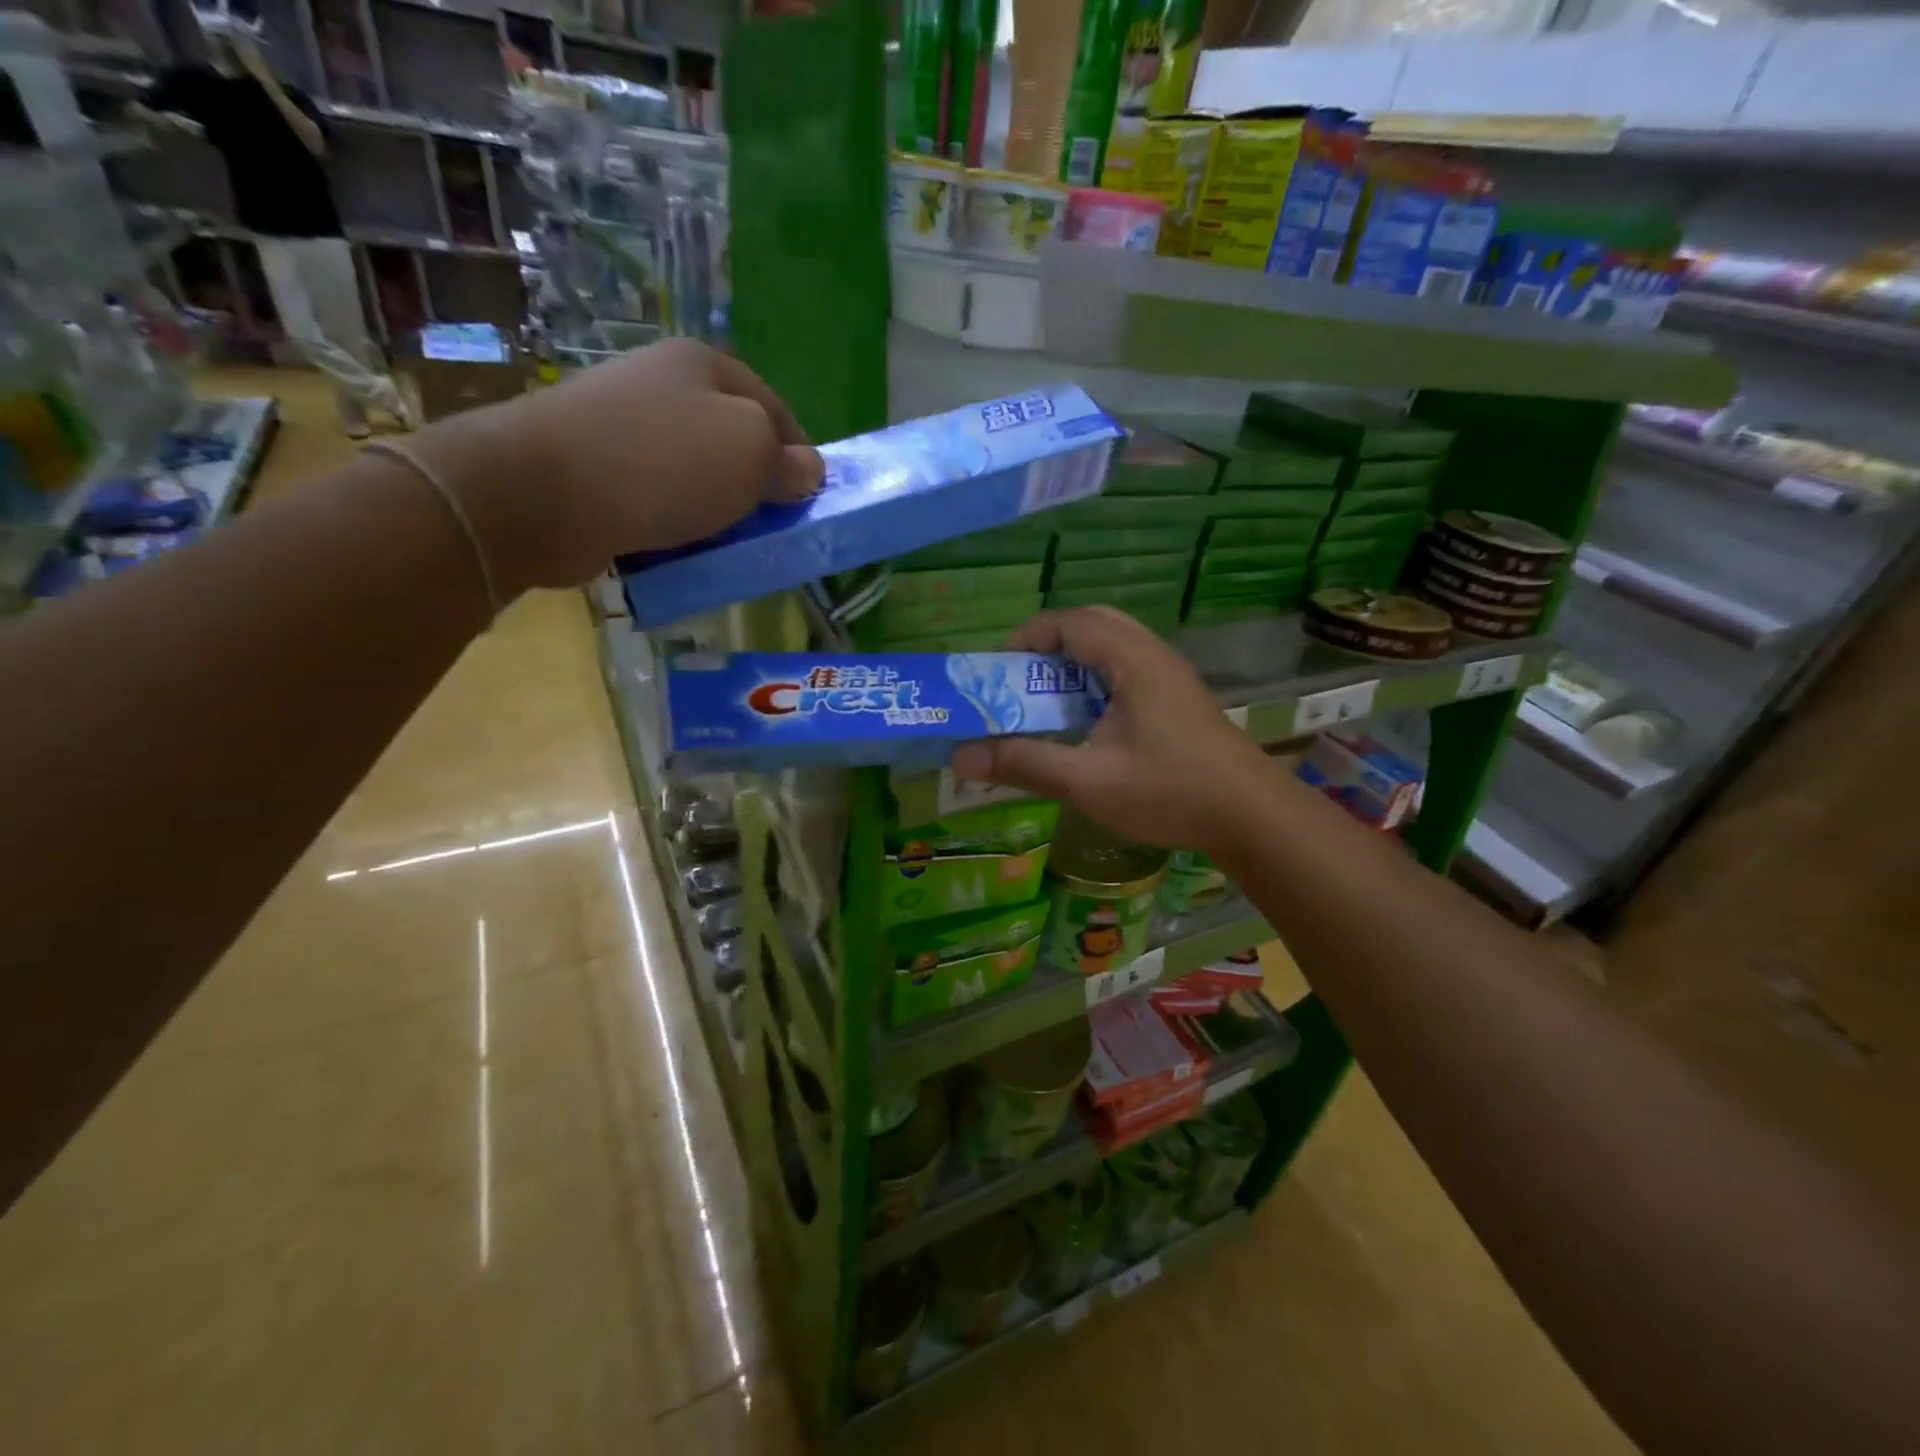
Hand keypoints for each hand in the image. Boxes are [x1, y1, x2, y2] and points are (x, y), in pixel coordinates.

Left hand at [411, 339, 823, 597]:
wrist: (542, 492)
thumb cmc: (664, 463)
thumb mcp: (749, 454)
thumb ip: (788, 462)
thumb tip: (809, 471)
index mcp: (704, 365)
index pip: (775, 408)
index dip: (801, 455)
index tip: (811, 502)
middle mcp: (662, 384)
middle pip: (731, 440)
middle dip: (756, 486)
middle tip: (771, 529)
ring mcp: (622, 425)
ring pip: (694, 473)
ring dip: (716, 510)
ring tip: (727, 546)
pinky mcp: (594, 468)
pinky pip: (655, 498)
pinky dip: (675, 524)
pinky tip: (680, 549)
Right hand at [950, 608, 1279, 857]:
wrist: (1251, 817)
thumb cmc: (1170, 792)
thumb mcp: (1087, 781)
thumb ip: (1024, 763)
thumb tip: (961, 756)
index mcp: (1132, 660)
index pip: (1069, 621)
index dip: (1026, 638)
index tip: (995, 671)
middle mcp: (1153, 656)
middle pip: (1092, 624)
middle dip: (1048, 647)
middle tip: (1019, 680)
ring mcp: (1170, 677)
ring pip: (1112, 647)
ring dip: (1073, 666)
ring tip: (1046, 701)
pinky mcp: (1178, 699)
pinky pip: (1127, 670)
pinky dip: (1095, 682)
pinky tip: (1086, 723)